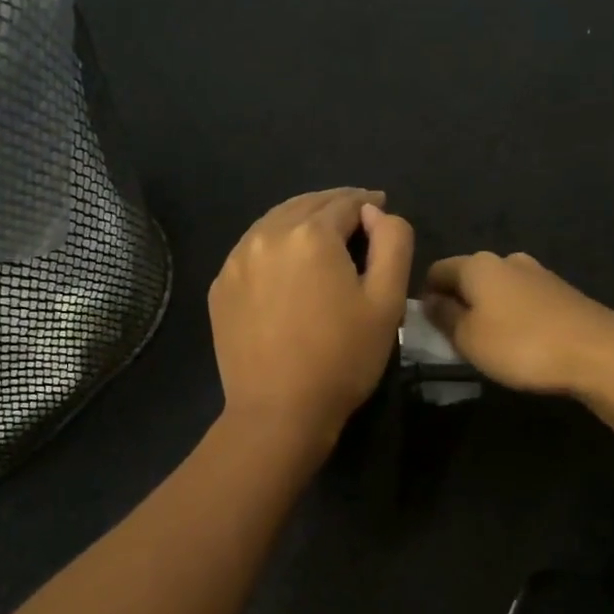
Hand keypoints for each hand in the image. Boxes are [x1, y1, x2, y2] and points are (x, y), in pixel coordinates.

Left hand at [209, 188, 413, 444]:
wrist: (279, 411)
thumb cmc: (343, 358)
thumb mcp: (388, 301)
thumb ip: (393, 243)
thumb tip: (375, 213)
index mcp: (310, 234)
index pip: (344, 202)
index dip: (367, 203)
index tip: (380, 207)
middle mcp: (266, 235)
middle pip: (306, 205)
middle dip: (334, 205)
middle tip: (355, 216)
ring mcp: (236, 261)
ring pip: (274, 223)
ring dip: (301, 221)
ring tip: (322, 234)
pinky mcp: (220, 287)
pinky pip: (252, 250)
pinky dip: (274, 245)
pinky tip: (286, 263)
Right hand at [421, 251, 613, 397]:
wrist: (598, 351)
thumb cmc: (521, 344)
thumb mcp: (468, 338)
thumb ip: (444, 317)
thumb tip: (430, 301)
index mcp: (477, 265)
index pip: (436, 270)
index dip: (426, 295)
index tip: (427, 326)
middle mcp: (507, 260)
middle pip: (469, 277)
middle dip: (459, 302)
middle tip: (456, 338)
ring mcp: (538, 273)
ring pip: (498, 288)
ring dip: (488, 310)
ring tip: (489, 343)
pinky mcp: (561, 291)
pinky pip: (523, 299)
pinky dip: (513, 316)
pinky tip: (520, 341)